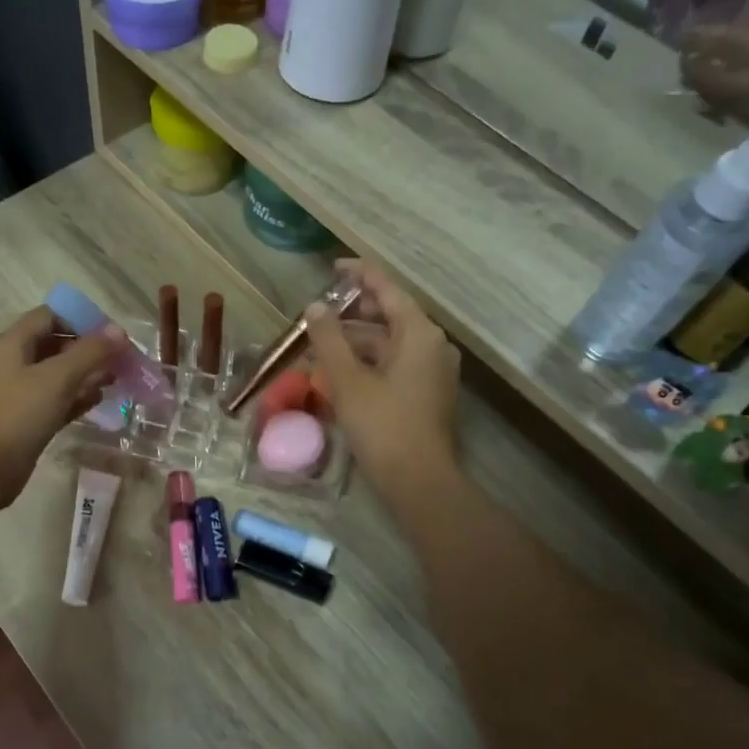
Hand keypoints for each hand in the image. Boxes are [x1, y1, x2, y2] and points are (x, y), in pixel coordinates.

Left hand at [0, 307, 123, 510]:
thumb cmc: (17, 415)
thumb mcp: (57, 378)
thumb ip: (90, 352)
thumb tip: (119, 330)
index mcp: (11, 344)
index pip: (49, 316)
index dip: (81, 319)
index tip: (112, 334)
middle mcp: (12, 363)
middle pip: (55, 344)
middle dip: (88, 349)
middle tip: (121, 359)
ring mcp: (16, 393)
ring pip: (56, 375)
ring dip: (85, 374)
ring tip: (116, 379)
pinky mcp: (24, 420)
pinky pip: (54, 400)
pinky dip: (75, 397)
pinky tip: (99, 400)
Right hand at [304, 263, 461, 508]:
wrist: (418, 481)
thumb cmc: (382, 425)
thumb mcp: (347, 379)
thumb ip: (329, 338)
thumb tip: (315, 307)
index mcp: (419, 334)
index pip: (387, 289)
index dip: (359, 274)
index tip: (333, 267)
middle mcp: (432, 345)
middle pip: (390, 315)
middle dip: (353, 311)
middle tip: (319, 310)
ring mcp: (433, 371)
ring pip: (390, 343)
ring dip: (355, 341)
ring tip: (319, 344)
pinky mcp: (427, 393)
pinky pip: (394, 364)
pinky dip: (367, 361)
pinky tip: (339, 371)